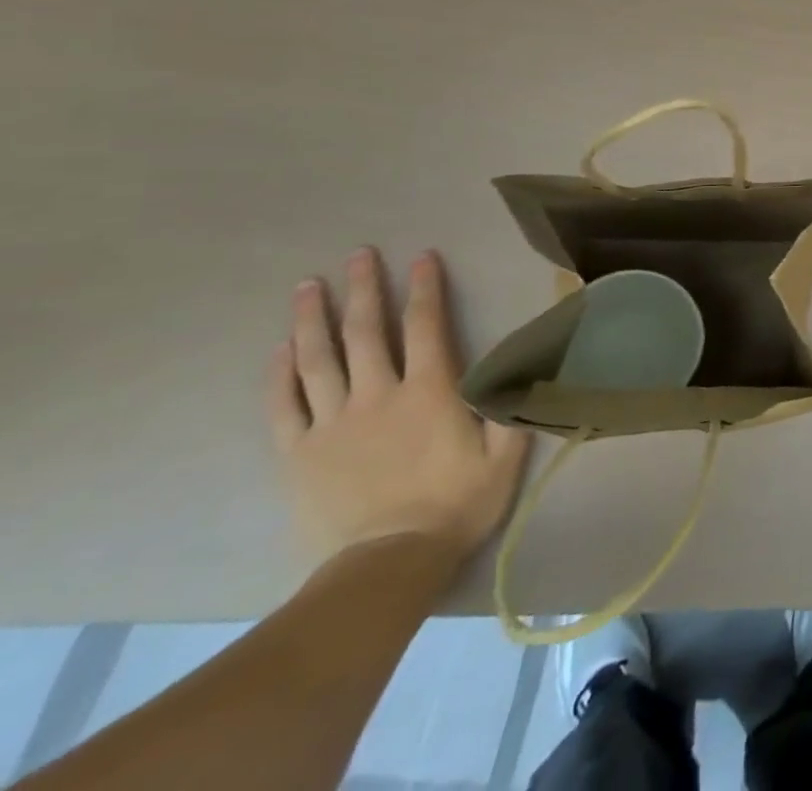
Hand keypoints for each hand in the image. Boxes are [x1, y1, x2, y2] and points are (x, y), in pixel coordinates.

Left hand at [267, 247, 528, 565]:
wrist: (385, 566)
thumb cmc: (455, 505)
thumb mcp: (505, 455)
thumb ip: (511, 407)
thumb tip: (522, 366)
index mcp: (429, 391)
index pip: (426, 325)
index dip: (424, 288)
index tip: (421, 258)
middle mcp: (378, 394)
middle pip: (365, 331)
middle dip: (363, 288)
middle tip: (358, 254)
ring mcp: (332, 423)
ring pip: (317, 360)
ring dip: (313, 319)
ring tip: (308, 286)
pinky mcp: (299, 453)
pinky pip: (284, 405)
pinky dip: (280, 374)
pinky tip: (279, 349)